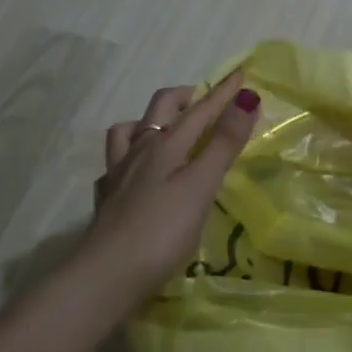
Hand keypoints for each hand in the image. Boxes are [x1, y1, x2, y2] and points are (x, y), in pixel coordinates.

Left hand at [83, 71, 260, 299]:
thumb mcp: (201, 185)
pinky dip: (129, 158)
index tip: (242, 73)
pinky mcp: (107, 201)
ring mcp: (118, 175)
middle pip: (160, 109)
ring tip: (167, 129)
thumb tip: (247, 98)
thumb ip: (224, 143)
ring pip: (129, 132)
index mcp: (166, 145)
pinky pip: (115, 165)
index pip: (201, 110)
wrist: (104, 278)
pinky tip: (135, 173)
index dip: (223, 92)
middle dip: (185, 97)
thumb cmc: (161, 232)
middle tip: (204, 101)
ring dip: (149, 122)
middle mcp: (139, 151)